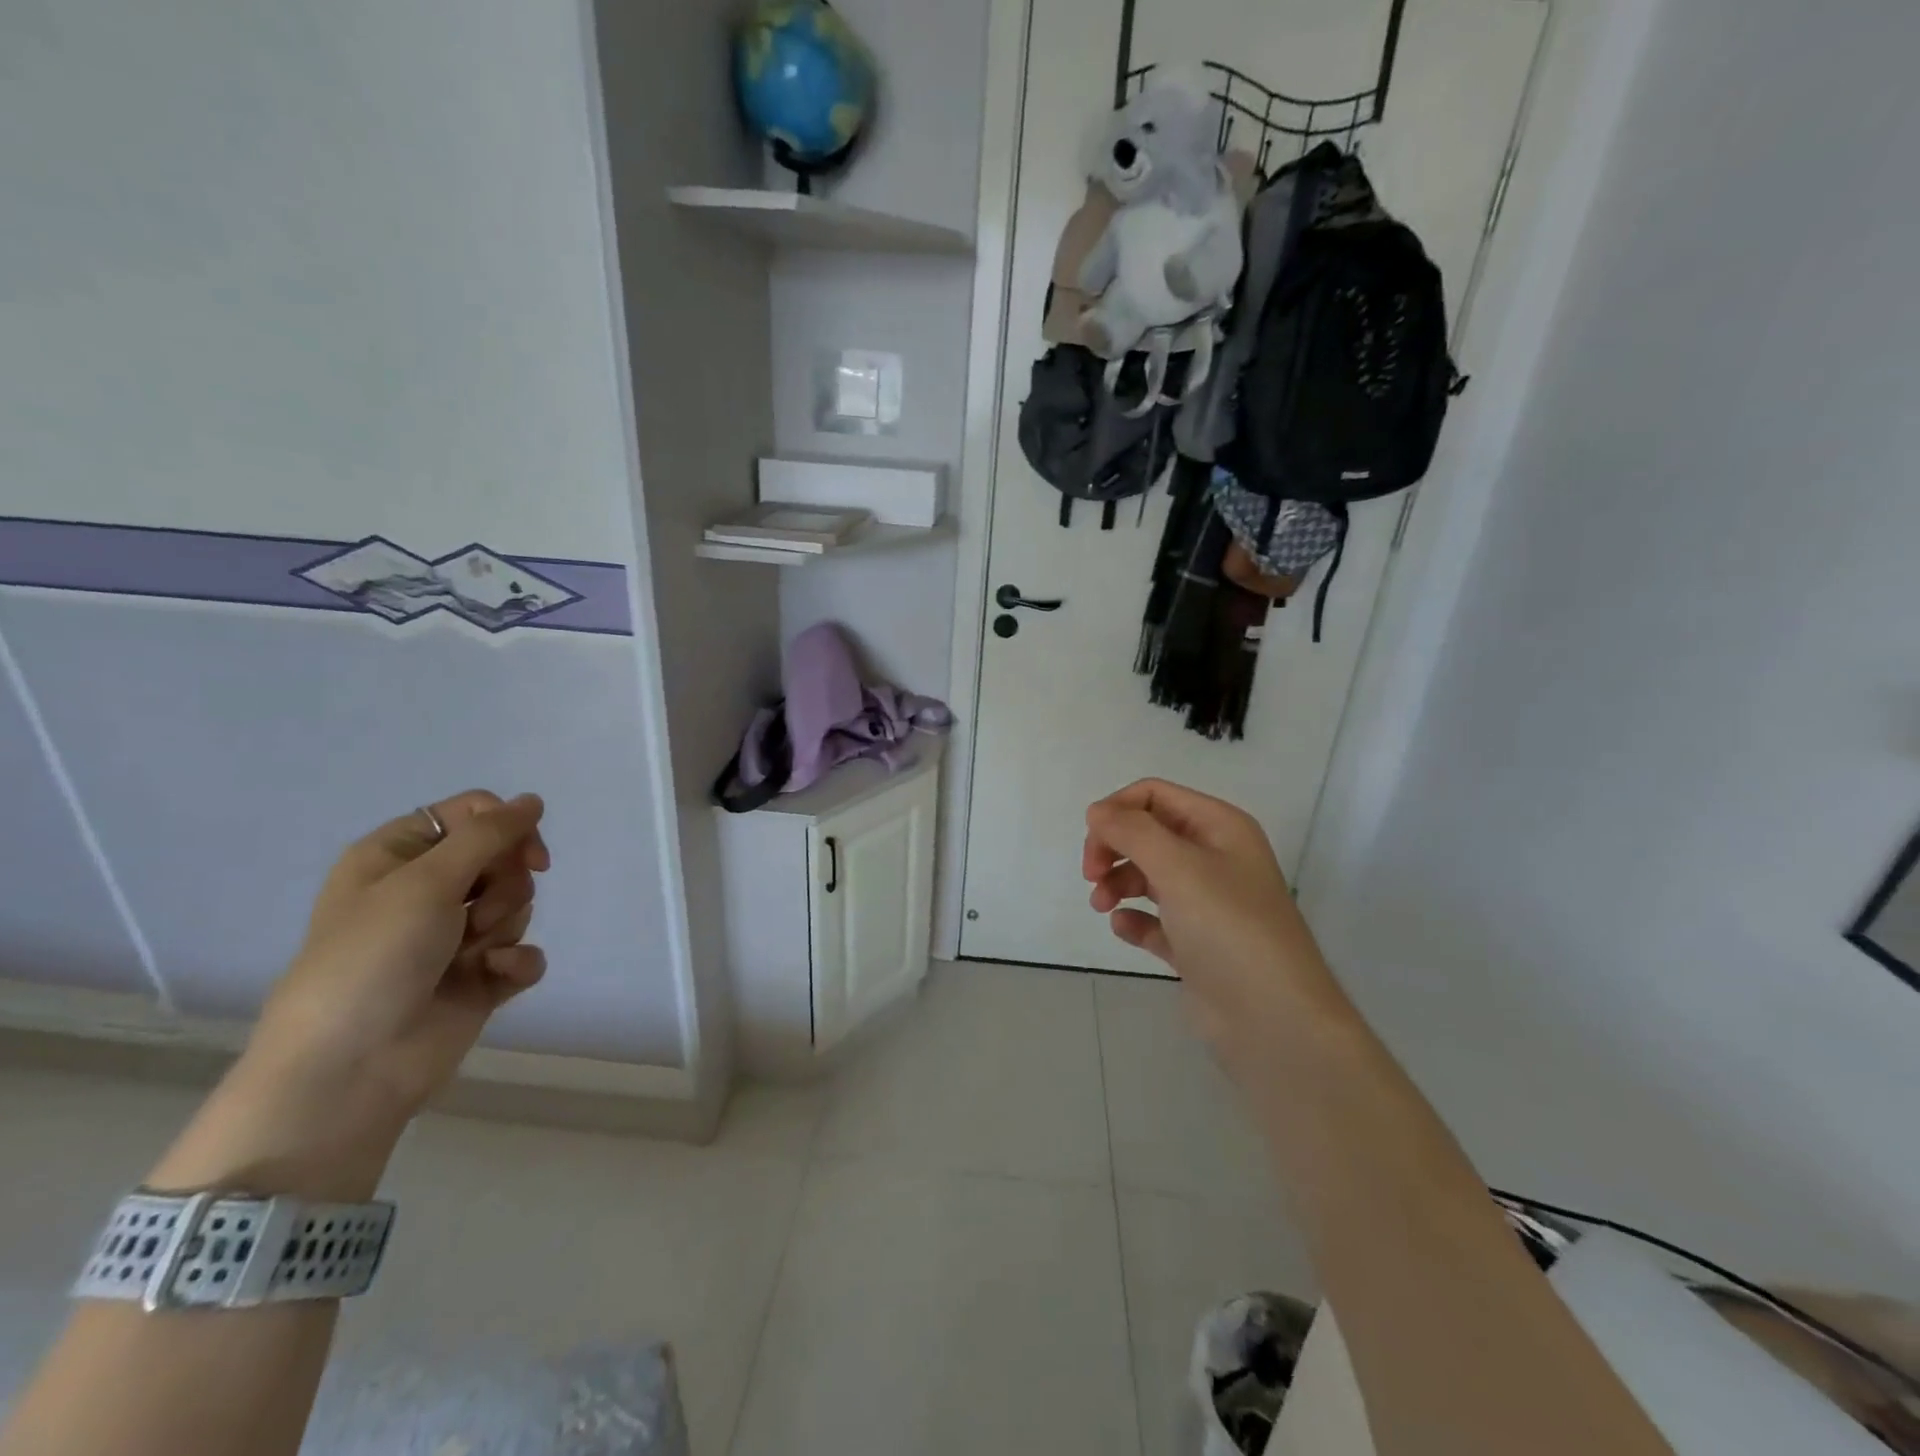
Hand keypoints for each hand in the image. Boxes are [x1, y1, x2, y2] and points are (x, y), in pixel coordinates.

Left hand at [253, 790, 550, 1113]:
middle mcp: (425, 890)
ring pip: (518, 904)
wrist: (350, 1068)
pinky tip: (494, 977)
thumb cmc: (375, 958)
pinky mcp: (478, 977)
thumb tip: (534, 799)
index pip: (474, 814)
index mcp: (398, 856)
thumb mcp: (427, 881)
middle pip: (503, 858)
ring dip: (504, 926)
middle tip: (477, 913)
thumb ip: (488, 834)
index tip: (527, 855)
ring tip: (471, 955)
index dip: (508, 828)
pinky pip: (522, 951)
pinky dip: (516, 962)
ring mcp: (453, 936)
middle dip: (505, 885)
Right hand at [1082, 779, 1350, 1062]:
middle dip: (1114, 847)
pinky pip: (1155, 920)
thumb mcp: (1178, 866)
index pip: (1155, 795)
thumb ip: (1132, 831)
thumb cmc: (1228, 928)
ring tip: (1101, 905)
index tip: (1092, 840)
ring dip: (1117, 883)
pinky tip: (1124, 928)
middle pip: (1148, 833)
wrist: (1274, 1020)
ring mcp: (1207, 904)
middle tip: (1091, 874)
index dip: (1117, 810)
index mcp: (1220, 827)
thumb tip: (1097, 811)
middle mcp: (1215, 858)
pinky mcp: (1197, 945)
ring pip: (1148, 875)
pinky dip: (1134, 919)